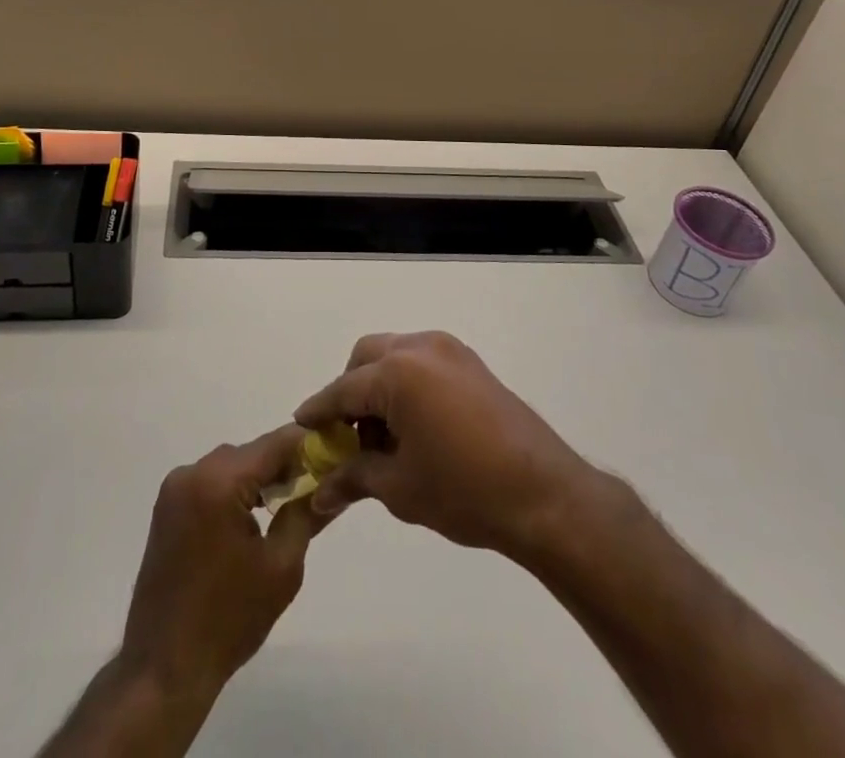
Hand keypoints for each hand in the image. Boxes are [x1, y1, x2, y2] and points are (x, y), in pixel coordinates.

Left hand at [117, 426, 328, 701]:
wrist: (164, 667)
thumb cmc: (229, 619)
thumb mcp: (281, 567)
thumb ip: (306, 514)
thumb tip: (331, 486)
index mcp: (219, 481)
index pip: (274, 444)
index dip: (307, 445)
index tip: (333, 455)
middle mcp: (192, 472)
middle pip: (251, 452)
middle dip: (283, 465)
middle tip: (313, 488)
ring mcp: (174, 489)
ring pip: (230, 466)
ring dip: (257, 479)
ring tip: (286, 506)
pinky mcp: (167, 508)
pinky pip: (210, 482)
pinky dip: (234, 491)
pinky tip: (251, 520)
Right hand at [293, 331, 597, 560]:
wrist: (544, 496)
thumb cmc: (464, 491)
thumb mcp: (400, 487)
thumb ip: (353, 478)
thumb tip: (319, 494)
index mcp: (398, 373)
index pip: (343, 390)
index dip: (318, 410)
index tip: (300, 426)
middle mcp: (420, 348)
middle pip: (366, 358)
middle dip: (350, 392)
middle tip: (348, 437)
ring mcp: (449, 350)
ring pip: (394, 354)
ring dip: (378, 386)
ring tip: (385, 439)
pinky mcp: (470, 362)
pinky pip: (422, 361)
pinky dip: (406, 383)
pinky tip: (414, 427)